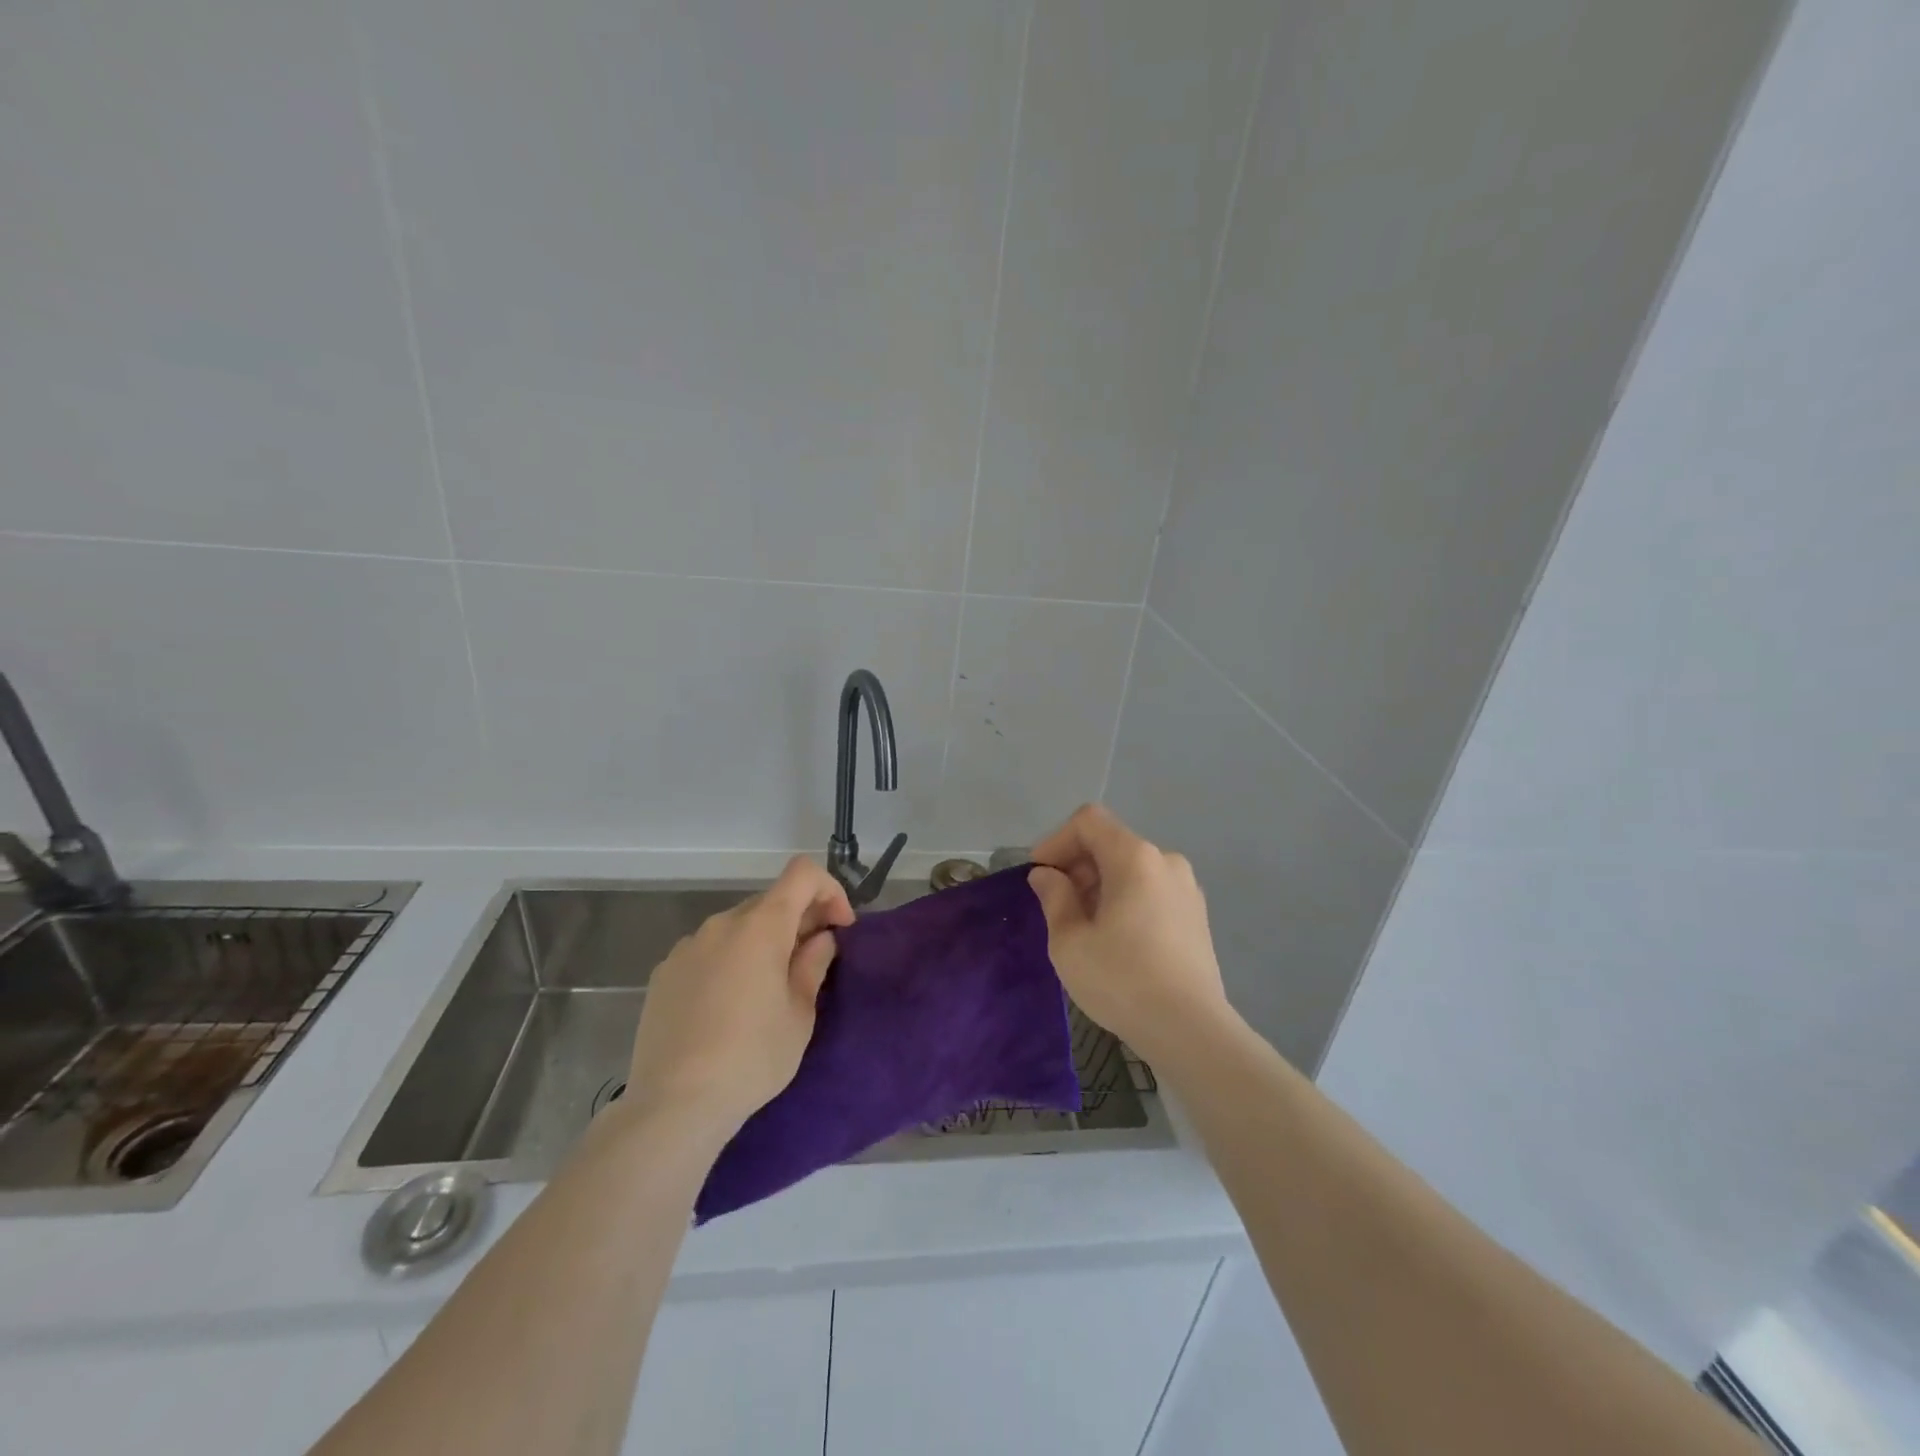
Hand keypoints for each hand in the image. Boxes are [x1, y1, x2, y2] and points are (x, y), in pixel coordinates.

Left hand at [625, 856, 854, 1142]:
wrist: (674, 1105)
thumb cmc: (752, 1058)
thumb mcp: (800, 1014)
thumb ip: (813, 964)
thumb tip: (820, 938)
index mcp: (761, 926)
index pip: (802, 874)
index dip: (829, 890)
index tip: (840, 927)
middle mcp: (722, 923)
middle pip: (771, 900)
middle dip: (799, 920)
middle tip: (811, 961)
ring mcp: (687, 946)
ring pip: (738, 926)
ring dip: (763, 941)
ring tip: (768, 988)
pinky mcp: (664, 972)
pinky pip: (709, 950)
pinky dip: (730, 960)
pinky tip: (728, 1005)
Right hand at [1028, 804, 1231, 1064]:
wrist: (1190, 1030)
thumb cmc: (1121, 980)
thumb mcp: (1070, 941)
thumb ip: (1054, 897)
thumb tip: (1046, 875)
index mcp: (1135, 857)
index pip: (1089, 821)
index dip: (1056, 840)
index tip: (1040, 876)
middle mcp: (1165, 861)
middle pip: (1111, 843)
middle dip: (1077, 866)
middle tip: (1056, 906)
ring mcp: (1186, 888)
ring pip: (1131, 868)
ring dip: (1100, 885)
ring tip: (1084, 926)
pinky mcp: (1196, 915)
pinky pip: (1151, 890)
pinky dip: (1126, 900)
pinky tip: (1116, 939)